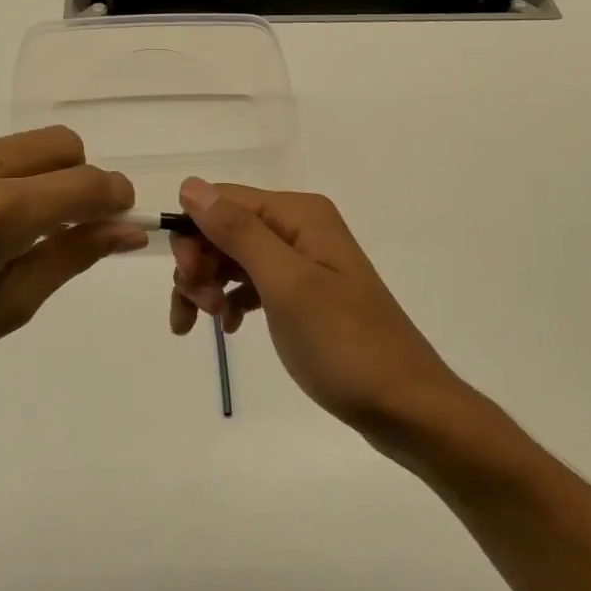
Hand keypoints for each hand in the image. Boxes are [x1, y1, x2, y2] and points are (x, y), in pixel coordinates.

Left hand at [0, 130, 143, 436]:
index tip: (116, 218)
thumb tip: (127, 231)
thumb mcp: (0, 312)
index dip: (114, 198)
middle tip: (55, 226)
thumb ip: (69, 259)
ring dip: (16, 180)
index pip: (86, 183)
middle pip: (56, 143)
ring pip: (4, 146)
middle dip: (75, 177)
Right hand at [170, 178, 470, 448]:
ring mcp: (304, 262)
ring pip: (234, 258)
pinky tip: (229, 328)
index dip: (194, 234)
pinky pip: (253, 284)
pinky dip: (233, 301)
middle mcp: (301, 228)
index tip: (186, 280)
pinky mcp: (305, 294)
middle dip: (200, 265)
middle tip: (200, 310)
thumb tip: (190, 185)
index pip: (223, 200)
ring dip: (210, 286)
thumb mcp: (286, 284)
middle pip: (226, 229)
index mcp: (299, 214)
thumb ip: (239, 232)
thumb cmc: (343, 344)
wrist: (404, 405)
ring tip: (209, 324)